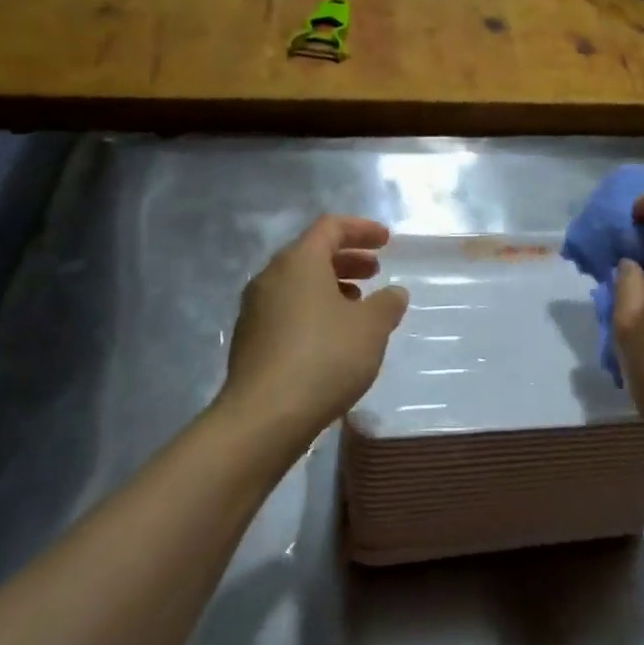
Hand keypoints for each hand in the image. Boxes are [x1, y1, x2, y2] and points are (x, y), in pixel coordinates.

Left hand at [221, 215, 409, 451]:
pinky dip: (313, 309)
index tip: (387, 241)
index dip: (362, 229)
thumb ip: (387, 304)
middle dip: (347, 259)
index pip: (331, 227)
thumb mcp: (371, 328)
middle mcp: (271, 277)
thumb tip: (394, 292)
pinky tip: (333, 336)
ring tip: (358, 305)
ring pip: (298, 284)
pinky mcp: (250, 340)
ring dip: (331, 286)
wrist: (264, 417)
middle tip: (375, 272)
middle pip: (312, 254)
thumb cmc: (325, 357)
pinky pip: (287, 309)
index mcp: (299, 261)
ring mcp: (255, 309)